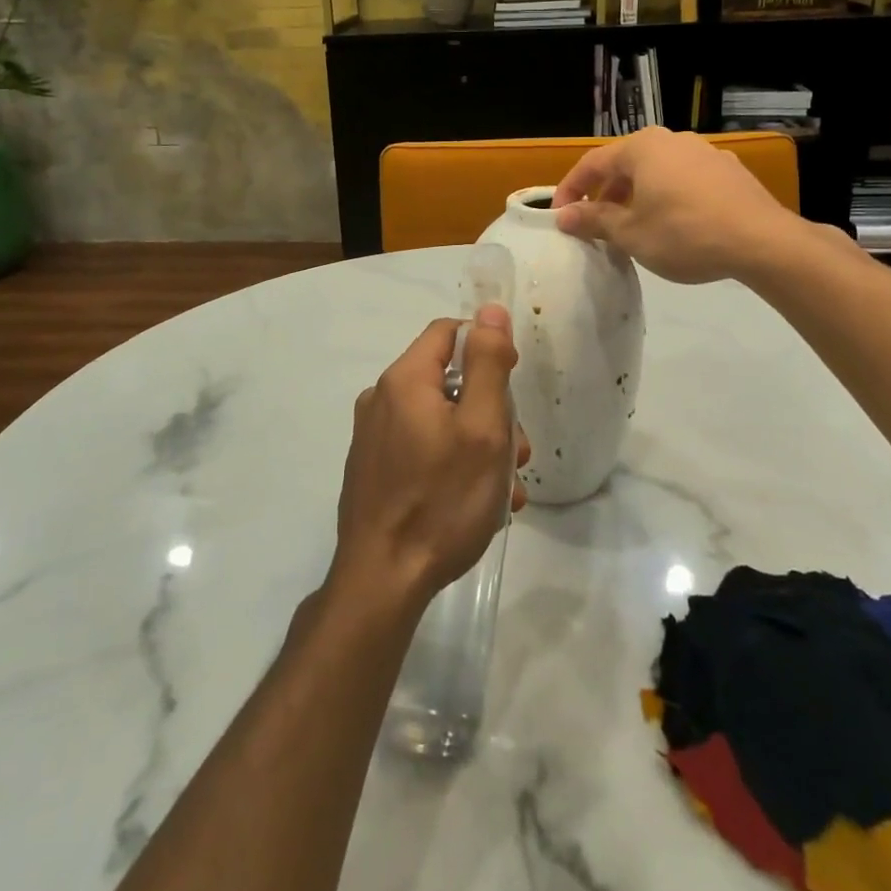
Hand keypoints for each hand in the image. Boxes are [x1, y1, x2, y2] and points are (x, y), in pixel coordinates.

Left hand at [331, 305, 529, 609]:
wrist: (381, 580)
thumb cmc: (441, 500)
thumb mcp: (482, 427)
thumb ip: (488, 364)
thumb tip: (490, 310)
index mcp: (404, 379)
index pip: (449, 332)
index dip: (487, 348)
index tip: (512, 386)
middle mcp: (381, 398)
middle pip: (448, 380)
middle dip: (489, 410)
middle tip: (518, 453)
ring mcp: (372, 435)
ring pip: (439, 419)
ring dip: (478, 444)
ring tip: (506, 490)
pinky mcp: (372, 468)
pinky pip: (421, 447)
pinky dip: (452, 463)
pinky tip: (477, 503)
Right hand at [551, 127, 800, 283]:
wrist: (762, 242)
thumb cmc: (684, 234)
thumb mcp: (630, 233)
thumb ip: (594, 220)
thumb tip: (563, 216)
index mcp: (642, 147)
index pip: (592, 164)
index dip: (570, 190)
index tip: (559, 215)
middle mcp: (672, 140)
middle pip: (625, 164)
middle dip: (605, 193)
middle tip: (595, 222)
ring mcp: (705, 152)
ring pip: (657, 171)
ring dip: (637, 195)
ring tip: (633, 225)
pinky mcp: (729, 171)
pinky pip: (684, 179)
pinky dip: (668, 196)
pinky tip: (674, 224)